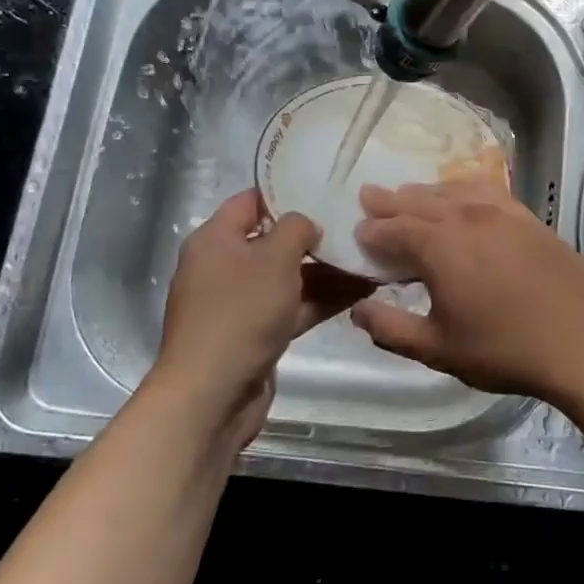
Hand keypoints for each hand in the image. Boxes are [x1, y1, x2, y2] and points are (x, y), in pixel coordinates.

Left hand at [151, 190, 370, 447]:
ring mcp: (240, 303)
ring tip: (372, 258)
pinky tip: (362, 290)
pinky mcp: (256, 333)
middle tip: (358, 225)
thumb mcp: (274, 258)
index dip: (287, 192)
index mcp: (215, 239)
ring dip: (327, 270)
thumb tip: (307, 224)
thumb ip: (296, 228)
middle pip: (274, 240)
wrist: (212, 395)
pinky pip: (293, 306)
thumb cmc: (240, 313)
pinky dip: (322, 299)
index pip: (252, 200)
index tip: (327, 188)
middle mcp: (224, 266)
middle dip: (316, 235)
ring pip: (289, 276)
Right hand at [350, 180, 583, 401]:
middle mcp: (467, 218)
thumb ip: (392, 330)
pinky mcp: (528, 218)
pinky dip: (465, 188)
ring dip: (426, 191)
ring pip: (453, 191)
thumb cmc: (505, 348)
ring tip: (409, 193)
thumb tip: (358, 310)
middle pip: (420, 202)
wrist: (582, 340)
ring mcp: (502, 213)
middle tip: (369, 195)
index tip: (357, 231)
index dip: (373, 230)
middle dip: (391, 200)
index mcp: (440, 247)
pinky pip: (488, 191)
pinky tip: (464, 193)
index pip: (395, 229)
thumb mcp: (438, 350)